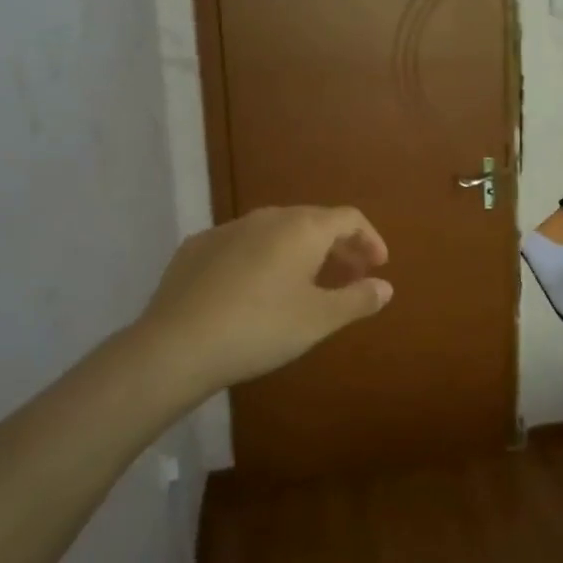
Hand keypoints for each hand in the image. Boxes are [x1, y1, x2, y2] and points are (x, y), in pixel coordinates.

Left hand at [132, 206, 392, 396]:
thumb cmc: (261, 328)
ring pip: (275, 231)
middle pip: (313, 221)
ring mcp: (226, 229)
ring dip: (299, 251)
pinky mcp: (196, 247)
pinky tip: (254, 290)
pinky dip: (261, 258)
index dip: (369, 239)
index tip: (377, 266)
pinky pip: (242, 244)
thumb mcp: (319, 319)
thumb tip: (385, 286)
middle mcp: (266, 217)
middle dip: (337, 245)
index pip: (349, 218)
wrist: (177, 345)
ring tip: (305, 283)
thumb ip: (358, 299)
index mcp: (302, 228)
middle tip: (349, 276)